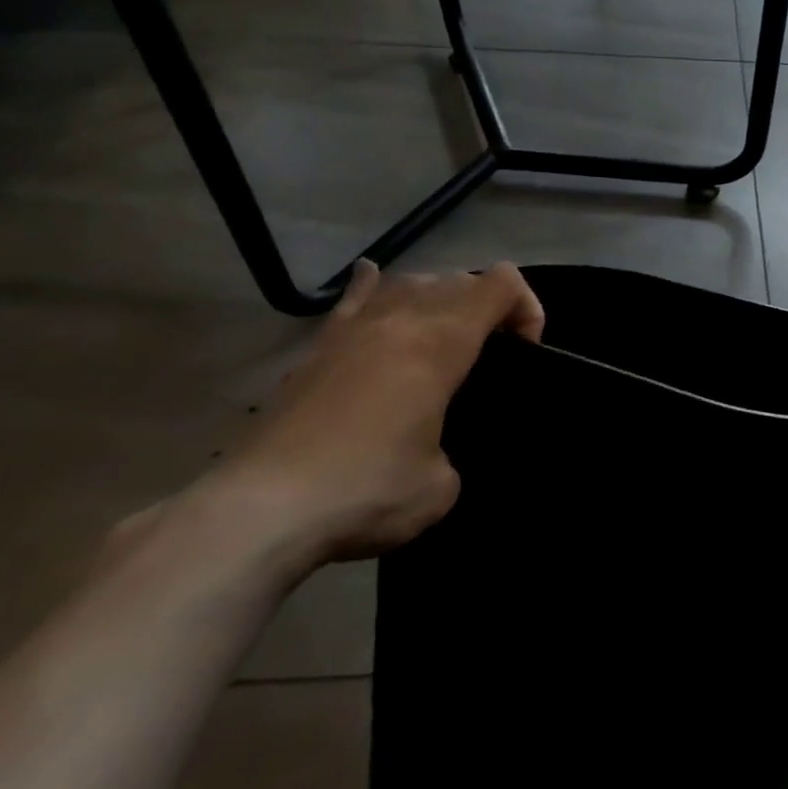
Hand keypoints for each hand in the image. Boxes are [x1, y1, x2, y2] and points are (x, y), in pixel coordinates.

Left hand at [184, 260, 544, 578]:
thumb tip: (433, 452)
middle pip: (458, 280)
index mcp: (439, 343)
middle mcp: (398, 320)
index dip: (527, 308)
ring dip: (440, 299)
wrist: (260, 509)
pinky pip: (354, 299)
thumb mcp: (441, 487)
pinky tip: (376, 281)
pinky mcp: (316, 350)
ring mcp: (351, 330)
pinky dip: (374, 287)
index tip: (526, 352)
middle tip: (492, 356)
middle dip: (489, 307)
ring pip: (409, 282)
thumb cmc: (365, 490)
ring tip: (444, 337)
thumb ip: (452, 454)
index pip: (500, 285)